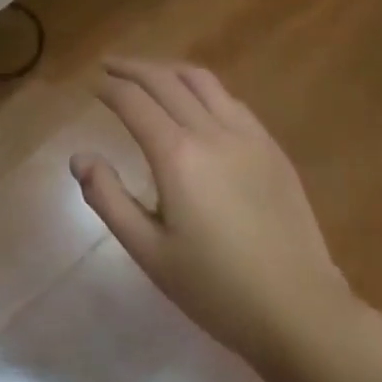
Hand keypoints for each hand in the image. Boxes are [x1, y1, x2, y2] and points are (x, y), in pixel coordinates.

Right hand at [71, 60, 360, 369]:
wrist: (302, 314)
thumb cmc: (217, 290)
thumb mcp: (149, 252)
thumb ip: (108, 199)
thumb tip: (79, 158)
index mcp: (176, 155)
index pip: (132, 101)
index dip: (108, 88)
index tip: (92, 85)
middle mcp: (209, 131)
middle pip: (163, 79)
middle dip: (131, 68)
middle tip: (109, 66)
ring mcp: (246, 135)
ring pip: (200, 79)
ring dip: (167, 70)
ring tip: (149, 75)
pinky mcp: (271, 147)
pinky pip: (230, 100)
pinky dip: (202, 88)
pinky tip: (195, 102)